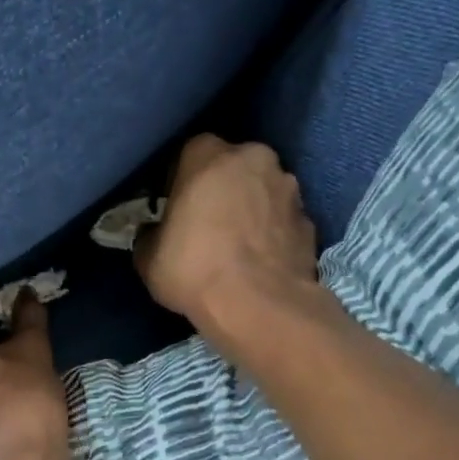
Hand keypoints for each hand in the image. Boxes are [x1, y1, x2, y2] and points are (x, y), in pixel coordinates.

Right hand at [135, 135, 320, 354]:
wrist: (259, 306)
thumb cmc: (193, 270)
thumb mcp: (148, 258)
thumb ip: (150, 235)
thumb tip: (153, 234)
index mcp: (208, 155)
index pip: (190, 153)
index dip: (181, 179)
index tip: (175, 206)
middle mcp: (254, 159)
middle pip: (233, 166)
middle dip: (222, 188)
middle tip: (207, 222)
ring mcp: (289, 188)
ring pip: (263, 190)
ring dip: (251, 208)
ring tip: (238, 245)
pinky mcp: (310, 220)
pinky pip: (282, 220)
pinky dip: (273, 233)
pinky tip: (261, 261)